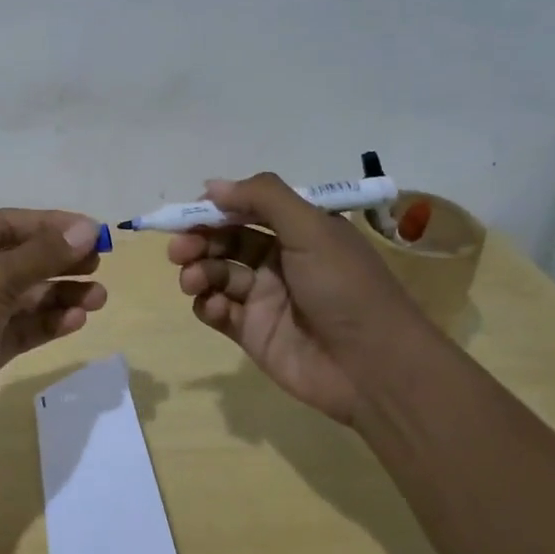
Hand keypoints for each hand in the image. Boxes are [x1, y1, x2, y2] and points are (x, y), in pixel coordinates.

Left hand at [0, 210, 107, 443]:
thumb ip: (42, 254)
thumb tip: (87, 228)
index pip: (10, 224)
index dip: (52, 225)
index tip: (93, 231)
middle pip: (21, 259)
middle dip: (61, 261)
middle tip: (99, 264)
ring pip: (26, 296)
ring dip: (61, 294)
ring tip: (99, 298)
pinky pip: (23, 328)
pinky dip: (49, 322)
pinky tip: (76, 321)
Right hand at [169, 173, 438, 423]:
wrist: (374, 369)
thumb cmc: (344, 287)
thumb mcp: (311, 228)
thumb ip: (263, 198)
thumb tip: (212, 185)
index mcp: (298, 230)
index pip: (247, 208)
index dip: (216, 207)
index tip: (190, 211)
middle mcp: (279, 259)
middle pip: (225, 239)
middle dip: (198, 239)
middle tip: (180, 249)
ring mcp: (263, 297)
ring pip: (215, 273)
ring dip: (197, 270)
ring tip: (193, 280)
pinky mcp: (252, 332)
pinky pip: (216, 310)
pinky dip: (205, 304)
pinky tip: (210, 306)